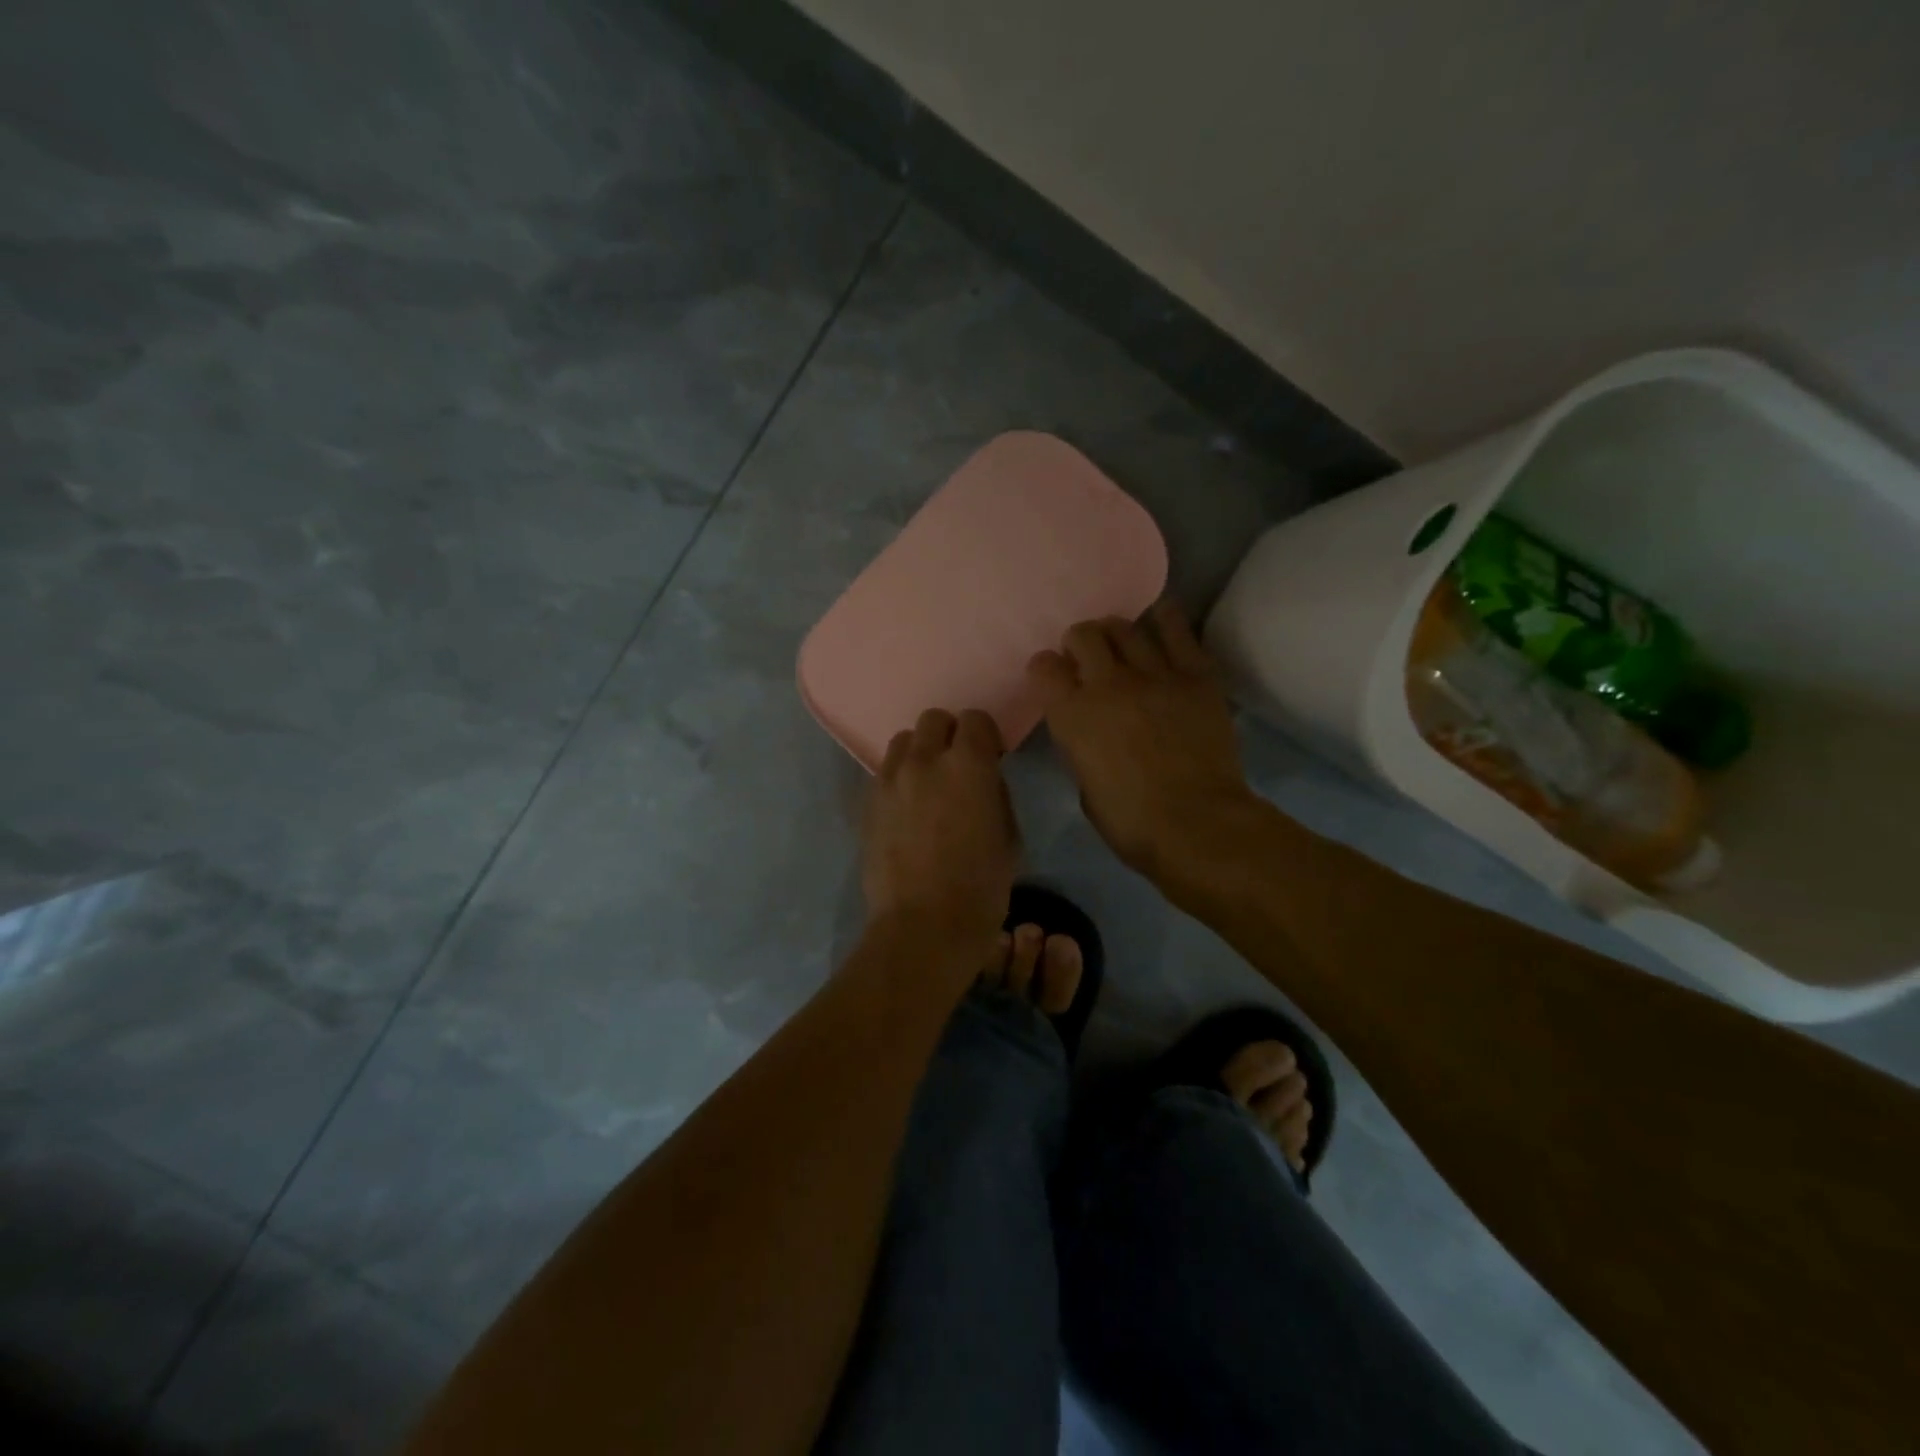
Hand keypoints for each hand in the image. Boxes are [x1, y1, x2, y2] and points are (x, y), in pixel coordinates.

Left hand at [862, 708, 1019, 946]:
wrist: (924, 925)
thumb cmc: (981, 886)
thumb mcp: (1008, 835)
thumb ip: (994, 793)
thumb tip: (982, 780)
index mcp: (968, 764)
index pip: (975, 719)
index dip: (985, 736)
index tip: (990, 757)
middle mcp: (924, 760)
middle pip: (933, 720)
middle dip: (949, 735)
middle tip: (957, 766)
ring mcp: (889, 780)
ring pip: (903, 742)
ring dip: (920, 754)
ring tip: (927, 784)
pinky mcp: (867, 803)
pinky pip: (884, 773)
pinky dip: (899, 780)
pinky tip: (907, 809)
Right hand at [1029, 601, 1259, 884]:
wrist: (1197, 824)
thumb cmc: (1131, 822)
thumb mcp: (1085, 786)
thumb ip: (1081, 746)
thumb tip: (1090, 732)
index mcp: (1071, 715)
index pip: (1044, 666)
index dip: (1045, 668)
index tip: (1052, 677)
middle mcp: (1107, 684)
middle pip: (1084, 635)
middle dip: (1080, 642)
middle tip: (1087, 657)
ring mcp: (1154, 675)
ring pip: (1126, 627)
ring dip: (1116, 631)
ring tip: (1121, 642)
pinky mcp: (1195, 676)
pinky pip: (1178, 632)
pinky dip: (1166, 619)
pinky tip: (1161, 616)